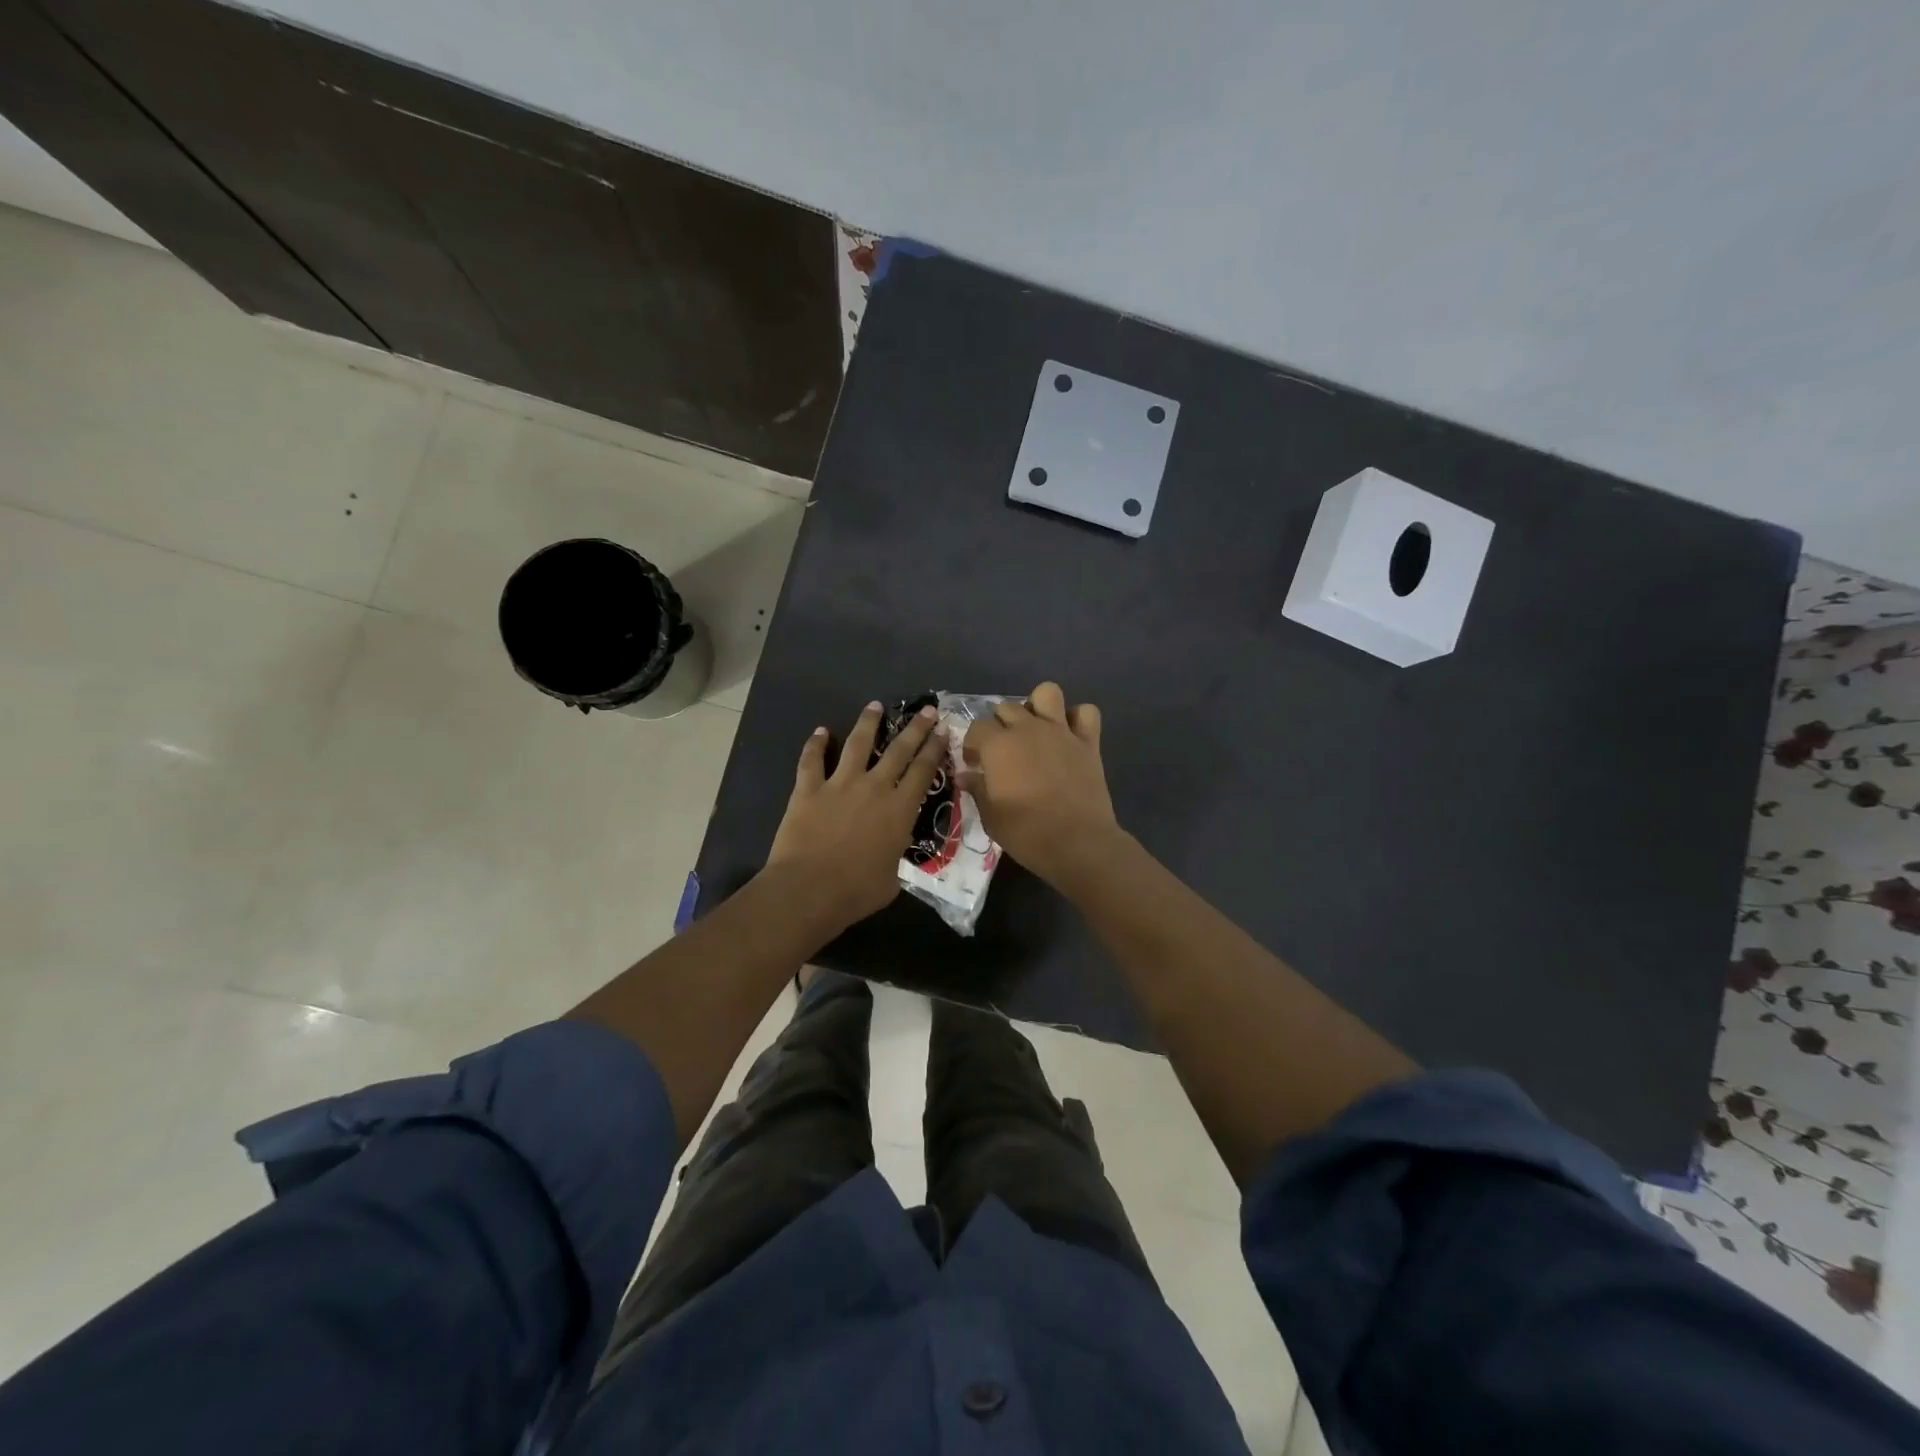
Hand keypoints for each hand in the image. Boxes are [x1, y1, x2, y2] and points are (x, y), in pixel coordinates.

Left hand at [767, 701, 946, 932]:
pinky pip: (811, 760)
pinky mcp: (808, 789)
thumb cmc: (856, 892)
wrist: (808, 890)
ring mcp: (839, 784)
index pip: (924, 771)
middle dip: (915, 728)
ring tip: (875, 705)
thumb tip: (891, 850)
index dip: (935, 749)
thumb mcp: (892, 878)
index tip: (943, 731)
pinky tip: (820, 731)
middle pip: (899, 750)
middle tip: (927, 710)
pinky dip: (815, 744)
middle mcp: (874, 787)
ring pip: (857, 743)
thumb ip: (895, 855)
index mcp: (900, 809)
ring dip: (868, 722)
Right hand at [961, 682, 1120, 884]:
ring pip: (1047, 693)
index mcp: (999, 745)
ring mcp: (1061, 732)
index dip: (972, 744)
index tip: (974, 764)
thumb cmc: (1027, 833)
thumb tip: (966, 776)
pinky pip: (1086, 713)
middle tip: (1001, 751)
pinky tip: (1069, 735)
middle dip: (999, 725)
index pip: (976, 728)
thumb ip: (978, 790)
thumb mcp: (991, 817)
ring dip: (1038, 706)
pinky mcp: (1088, 742)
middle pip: (1006, 708)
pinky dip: (1077, 719)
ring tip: (1035, 730)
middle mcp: (1028, 729)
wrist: (1078, 843)